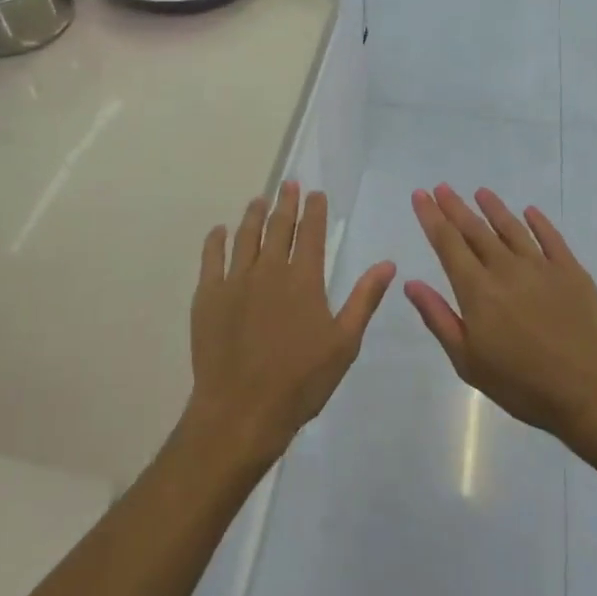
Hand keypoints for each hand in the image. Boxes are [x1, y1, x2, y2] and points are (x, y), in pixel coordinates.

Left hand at [186, 183, 395, 470]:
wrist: (242, 410)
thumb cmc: (301, 381)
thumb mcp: (344, 343)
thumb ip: (364, 299)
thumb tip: (387, 263)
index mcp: (304, 279)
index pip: (310, 233)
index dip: (314, 210)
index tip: (316, 193)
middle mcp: (269, 270)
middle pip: (278, 227)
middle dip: (285, 203)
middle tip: (288, 185)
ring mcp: (235, 280)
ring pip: (245, 236)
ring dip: (253, 215)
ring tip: (258, 200)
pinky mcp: (209, 296)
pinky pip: (212, 258)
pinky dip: (216, 241)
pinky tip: (219, 231)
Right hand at [406, 185, 596, 443]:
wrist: (592, 393)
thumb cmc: (523, 385)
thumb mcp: (468, 361)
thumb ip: (439, 318)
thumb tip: (411, 283)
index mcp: (478, 290)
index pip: (448, 243)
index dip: (432, 217)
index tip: (421, 195)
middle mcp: (506, 269)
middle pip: (476, 230)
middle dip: (455, 207)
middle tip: (442, 187)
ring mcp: (542, 267)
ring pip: (511, 228)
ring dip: (494, 208)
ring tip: (480, 192)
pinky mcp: (572, 272)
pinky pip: (551, 238)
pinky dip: (538, 222)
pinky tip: (529, 211)